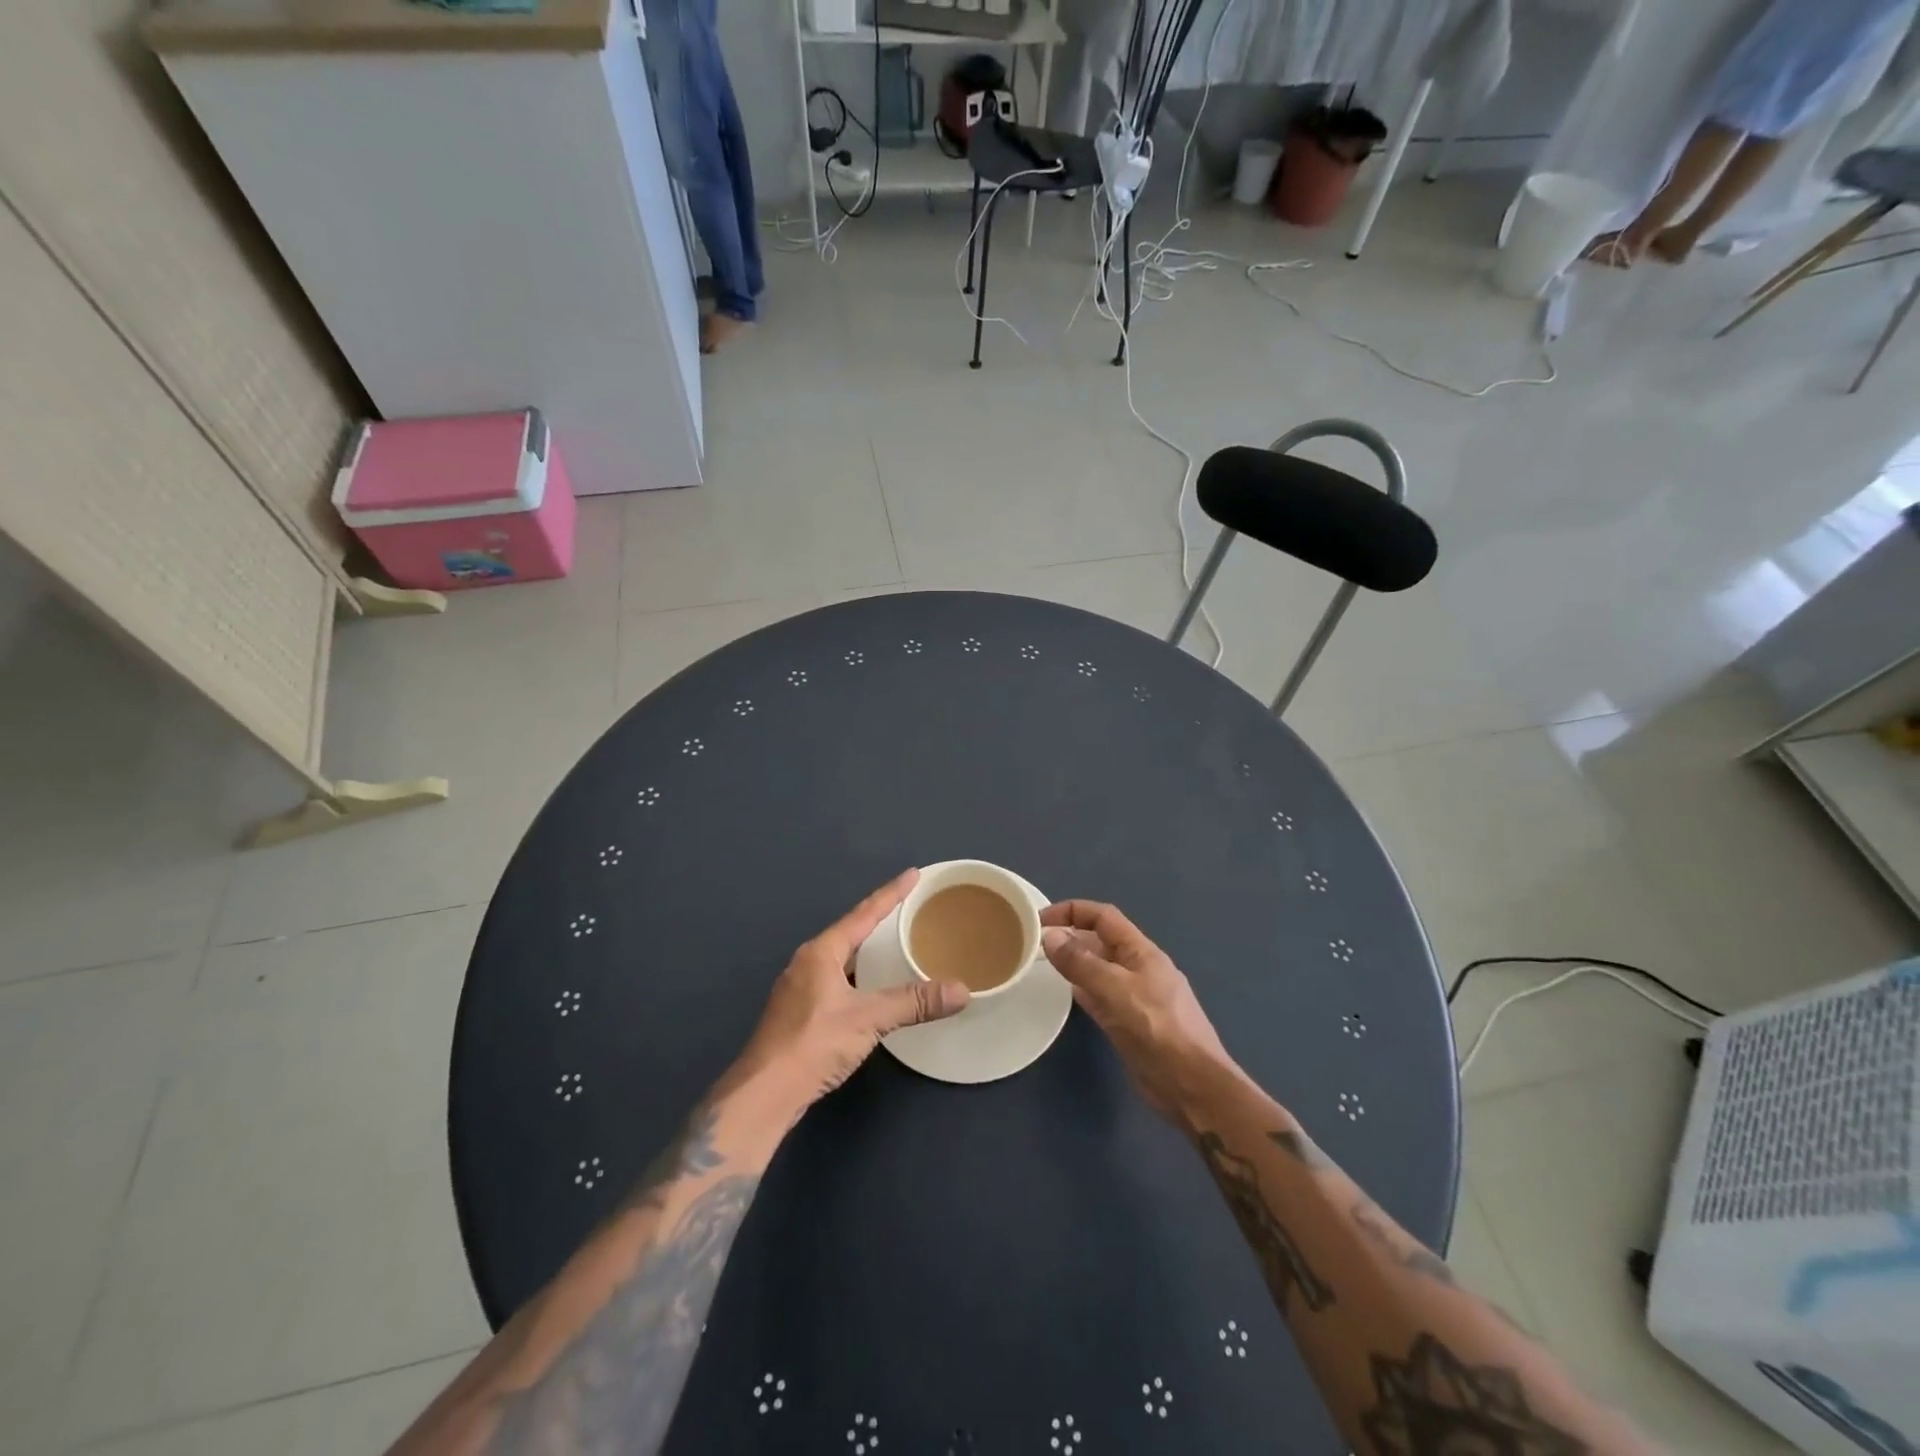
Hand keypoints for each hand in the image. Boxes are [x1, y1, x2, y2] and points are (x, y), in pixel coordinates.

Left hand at [739, 869, 969, 1110]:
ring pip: (841, 959)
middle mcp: (807, 963)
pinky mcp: (798, 1015)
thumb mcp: (868, 1019)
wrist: (763, 1094)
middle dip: (878, 920)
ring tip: (894, 945)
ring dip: (867, 951)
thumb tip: (961, 991)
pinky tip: (871, 990)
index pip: (863, 914)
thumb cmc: (813, 1044)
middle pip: (850, 933)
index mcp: (821, 952)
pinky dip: (858, 977)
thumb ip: (913, 1002)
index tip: (912, 874)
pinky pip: (836, 981)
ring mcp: (799, 990)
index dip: (890, 894)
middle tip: (908, 909)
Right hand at [1041, 901, 1231, 1122]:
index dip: (1072, 910)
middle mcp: (1138, 968)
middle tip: (1034, 944)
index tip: (1040, 919)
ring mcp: (1135, 997)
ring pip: (1099, 969)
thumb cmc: (1157, 1029)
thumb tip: (1050, 936)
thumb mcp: (1115, 990)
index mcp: (1141, 951)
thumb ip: (1081, 963)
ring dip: (1075, 963)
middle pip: (1100, 941)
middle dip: (1070, 936)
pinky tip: (1066, 994)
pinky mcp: (1130, 1023)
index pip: (1103, 916)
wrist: (1191, 1085)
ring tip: (1042, 965)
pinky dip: (1083, 990)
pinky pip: (1101, 996)